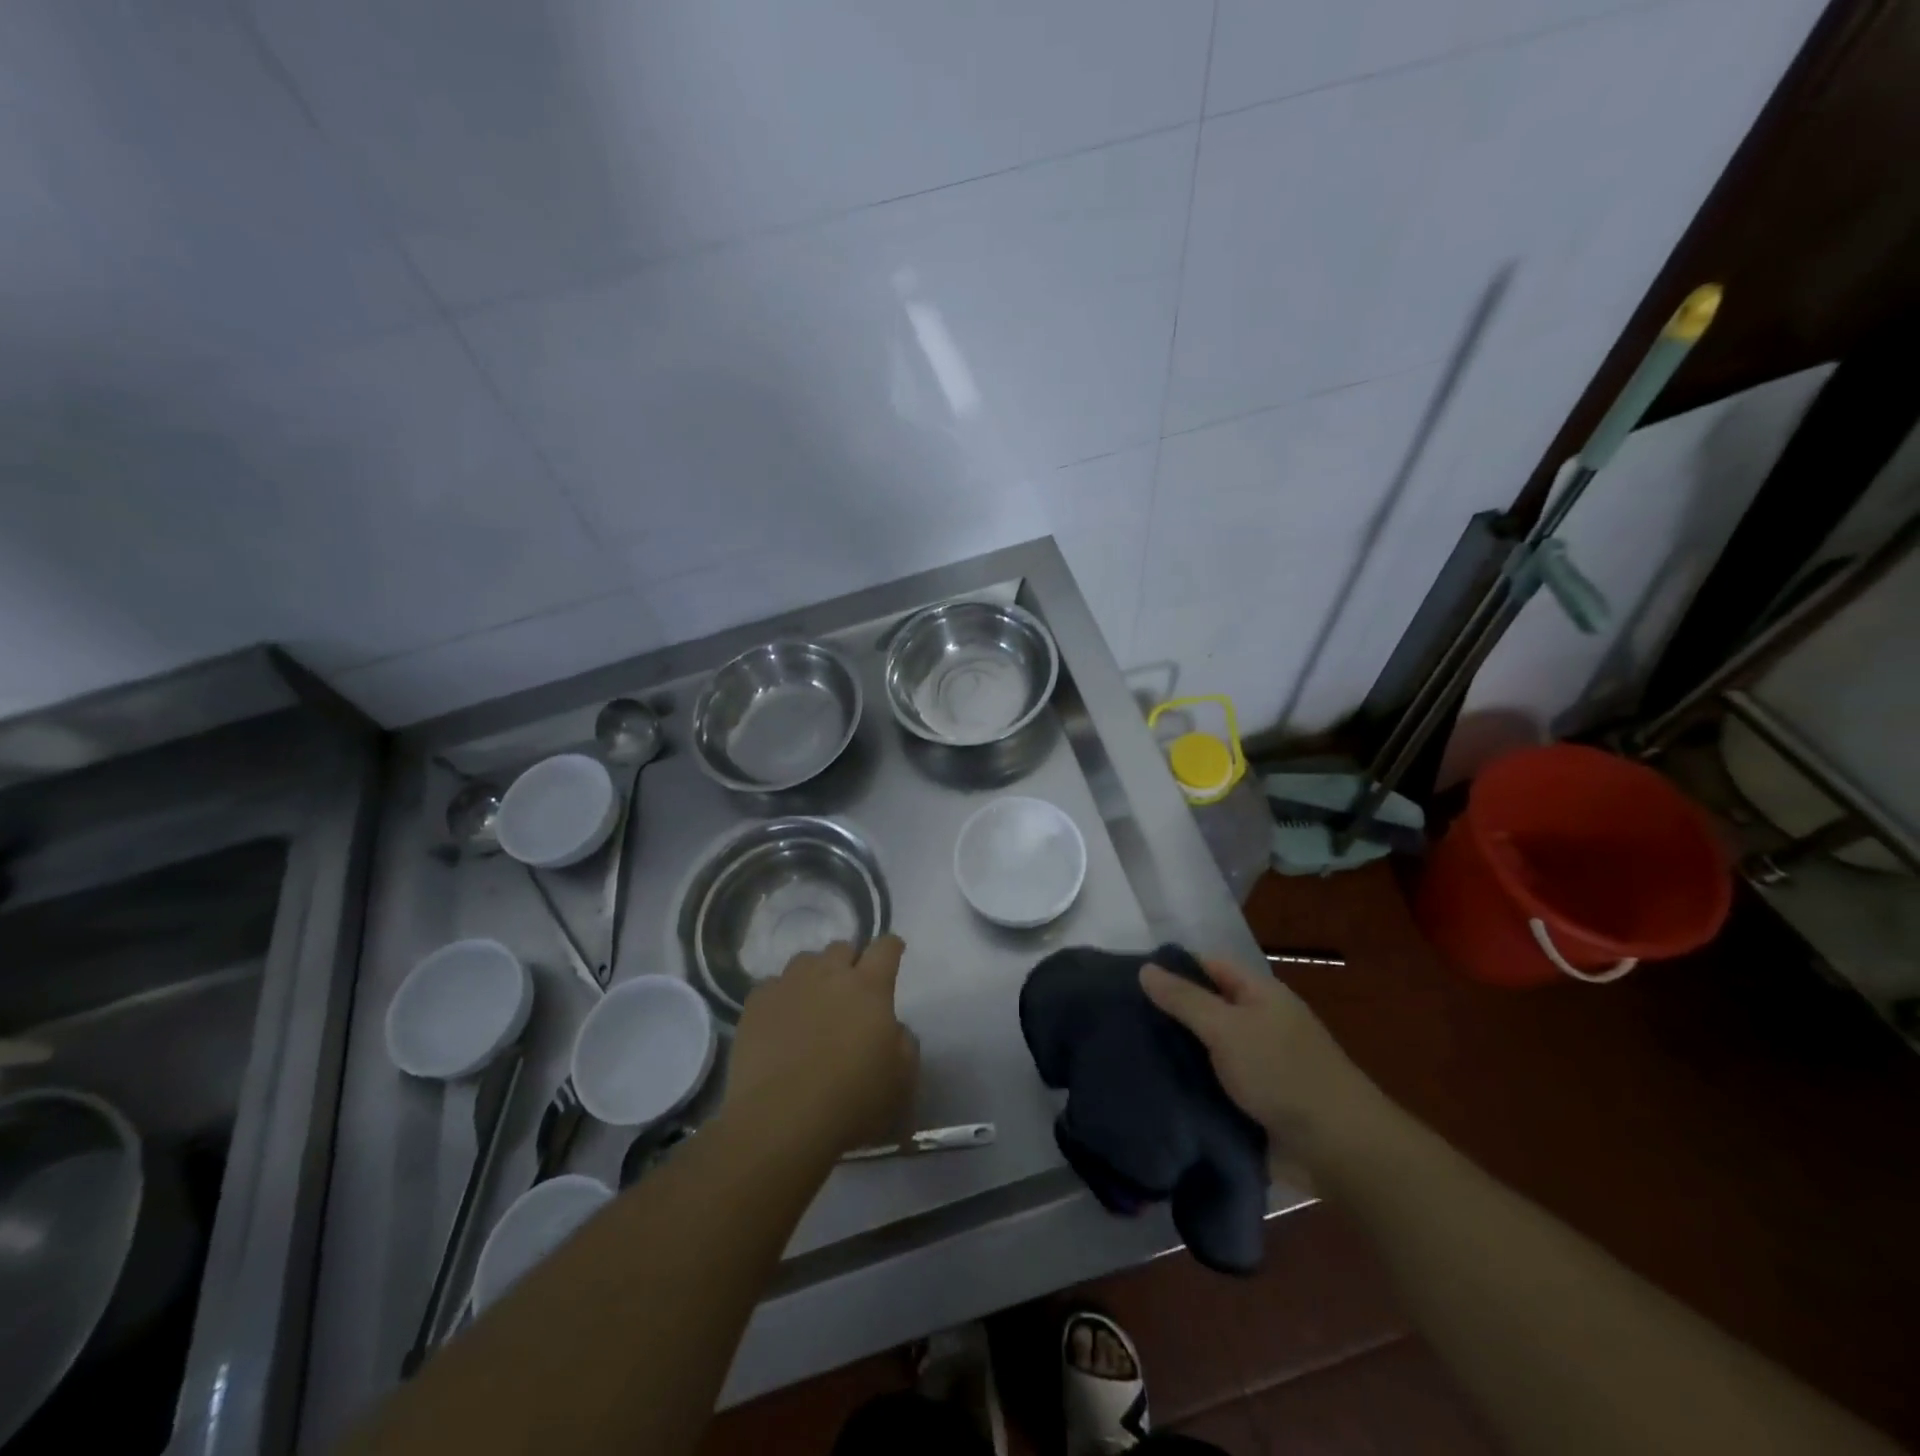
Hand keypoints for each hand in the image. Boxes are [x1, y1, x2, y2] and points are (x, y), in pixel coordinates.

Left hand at [724, 936, 918, 1156]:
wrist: (781, 1120)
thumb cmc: (852, 1101)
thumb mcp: (902, 1080)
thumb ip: (904, 1043)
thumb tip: (893, 1028)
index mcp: (869, 988)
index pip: (885, 948)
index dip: (891, 947)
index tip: (894, 952)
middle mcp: (828, 975)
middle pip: (842, 948)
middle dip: (850, 961)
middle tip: (851, 989)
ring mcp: (788, 985)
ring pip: (805, 961)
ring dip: (815, 974)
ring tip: (813, 1001)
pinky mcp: (755, 1004)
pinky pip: (772, 986)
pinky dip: (781, 996)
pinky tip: (781, 1020)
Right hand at [1140, 957, 1383, 1159]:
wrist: (1338, 1150)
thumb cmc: (1282, 1073)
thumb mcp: (1227, 1028)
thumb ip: (1184, 999)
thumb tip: (1145, 969)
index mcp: (1260, 994)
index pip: (1209, 966)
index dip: (1173, 968)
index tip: (1130, 979)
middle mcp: (1259, 1023)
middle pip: (1207, 1007)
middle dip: (1169, 1013)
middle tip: (1123, 1019)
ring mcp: (1258, 1064)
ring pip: (1207, 1048)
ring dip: (1178, 1053)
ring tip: (1129, 1053)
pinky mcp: (1255, 1102)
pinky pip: (1214, 1083)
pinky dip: (1191, 1085)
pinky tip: (1156, 1087)